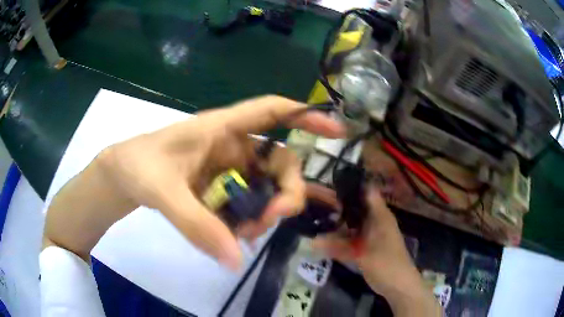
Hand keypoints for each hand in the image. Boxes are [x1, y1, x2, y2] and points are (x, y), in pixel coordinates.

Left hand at [43, 95, 343, 269]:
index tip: (336, 130)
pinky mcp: (221, 191)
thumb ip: (197, 224)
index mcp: (222, 129)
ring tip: (247, 233)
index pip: (271, 111)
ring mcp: (229, 171)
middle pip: (279, 162)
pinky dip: (249, 222)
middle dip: (286, 191)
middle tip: (274, 218)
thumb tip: (235, 260)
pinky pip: (249, 205)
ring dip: (267, 212)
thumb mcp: (162, 191)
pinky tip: (234, 236)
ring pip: (267, 188)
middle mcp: (233, 148)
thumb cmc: (139, 166)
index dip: (306, 115)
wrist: (122, 176)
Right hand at [313, 186, 440, 315]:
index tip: (327, 185)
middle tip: (314, 204)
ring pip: (351, 224)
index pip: (365, 192)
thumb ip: (337, 247)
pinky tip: (322, 240)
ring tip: (314, 220)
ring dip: (336, 224)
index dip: (349, 186)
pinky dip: (339, 239)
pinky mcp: (366, 247)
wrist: (398, 285)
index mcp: (379, 215)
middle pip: (354, 208)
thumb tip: (312, 241)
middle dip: (336, 206)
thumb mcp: (362, 254)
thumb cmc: (386, 265)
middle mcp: (375, 221)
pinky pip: (350, 238)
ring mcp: (370, 235)